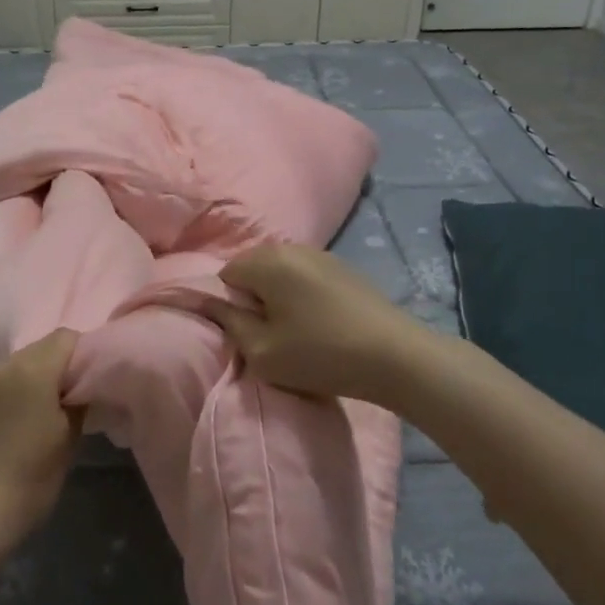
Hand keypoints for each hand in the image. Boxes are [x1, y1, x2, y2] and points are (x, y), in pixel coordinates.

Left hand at [0, 330, 81, 543]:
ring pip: (17, 366)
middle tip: (69, 399)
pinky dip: (11, 393)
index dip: (82, 354)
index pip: (66, 337)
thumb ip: (78, 399)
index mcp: (32, 368)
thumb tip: (81, 386)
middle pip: (40, 349)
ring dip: (32, 379)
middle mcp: (3, 366)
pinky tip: (14, 425)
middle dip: (57, 366)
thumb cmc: (33, 476)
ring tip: (39, 414)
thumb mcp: (69, 437)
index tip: (88, 382)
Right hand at [198, 244, 430, 406]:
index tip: (246, 333)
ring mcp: (321, 254)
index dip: (228, 304)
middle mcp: (291, 247)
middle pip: (252, 268)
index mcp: (267, 261)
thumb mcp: (262, 351)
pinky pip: (304, 275)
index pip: (225, 274)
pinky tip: (319, 323)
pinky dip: (301, 294)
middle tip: (268, 334)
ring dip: (278, 296)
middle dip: (252, 297)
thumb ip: (229, 322)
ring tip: (295, 331)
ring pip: (280, 271)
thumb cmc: (321, 354)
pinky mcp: (343, 268)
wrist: (396, 357)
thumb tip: (208, 302)